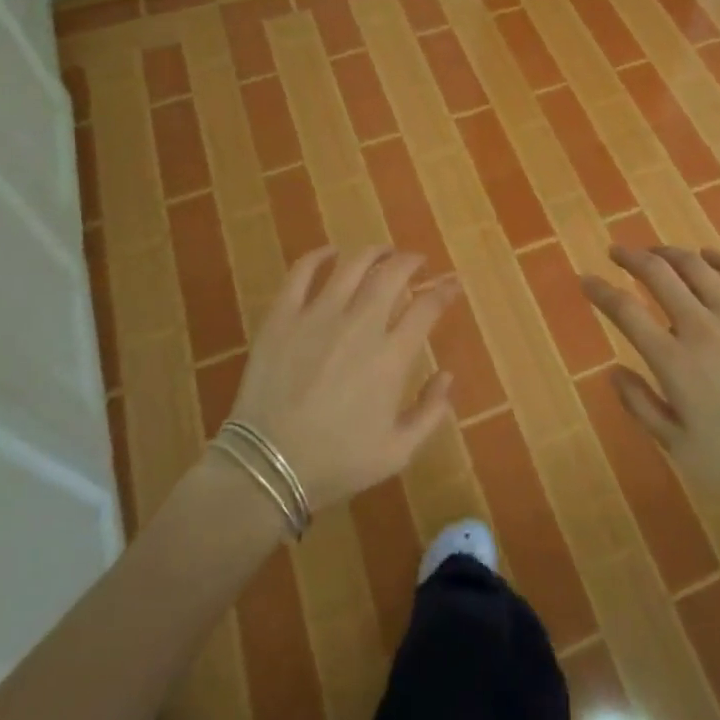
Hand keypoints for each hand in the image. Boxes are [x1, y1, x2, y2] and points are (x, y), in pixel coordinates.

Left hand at [226, 246, 458, 511]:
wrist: (267, 468)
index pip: (427, 307)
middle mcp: (360, 325)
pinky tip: (329, 253)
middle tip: (417, 262)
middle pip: (392, 274)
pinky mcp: (282, 317)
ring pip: (352, 266)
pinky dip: (318, 256)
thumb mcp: (398, 452)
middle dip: (411, 262)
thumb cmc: (336, 463)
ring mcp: (318, 315)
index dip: (444, 291)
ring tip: (382, 252)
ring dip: (373, 252)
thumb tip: (447, 376)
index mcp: (392, 356)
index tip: (452, 285)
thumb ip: (430, 412)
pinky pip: (301, 273)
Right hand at [580, 246, 719, 504]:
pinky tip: (708, 256)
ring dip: (670, 253)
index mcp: (674, 360)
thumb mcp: (679, 447)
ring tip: (656, 251)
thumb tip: (612, 371)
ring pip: (696, 267)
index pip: (626, 311)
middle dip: (631, 257)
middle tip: (617, 251)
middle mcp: (701, 326)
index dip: (601, 291)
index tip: (587, 280)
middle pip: (658, 275)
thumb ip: (641, 406)